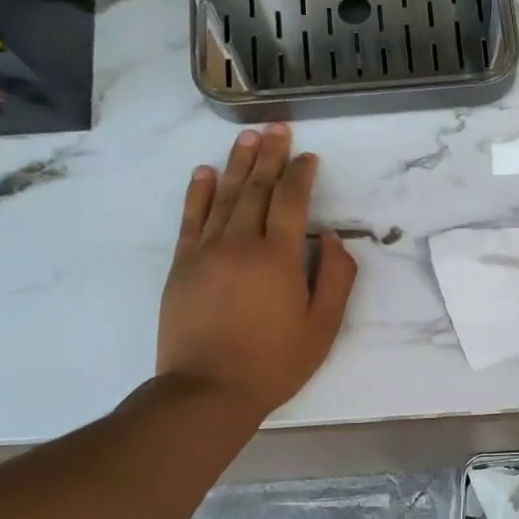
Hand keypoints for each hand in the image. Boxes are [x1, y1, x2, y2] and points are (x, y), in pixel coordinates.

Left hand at [155, 123, 356, 417]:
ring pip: (223, 196)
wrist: (207, 390)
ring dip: (237, 164)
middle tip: (277, 128)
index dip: (301, 175)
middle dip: (270, 156)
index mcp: (278, 258)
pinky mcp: (182, 265)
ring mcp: (206, 251)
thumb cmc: (273, 363)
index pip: (291, 202)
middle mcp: (241, 243)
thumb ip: (336, 278)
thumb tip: (330, 238)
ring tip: (249, 137)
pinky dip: (198, 192)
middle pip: (256, 189)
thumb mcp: (323, 328)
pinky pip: (191, 218)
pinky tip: (204, 172)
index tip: (309, 157)